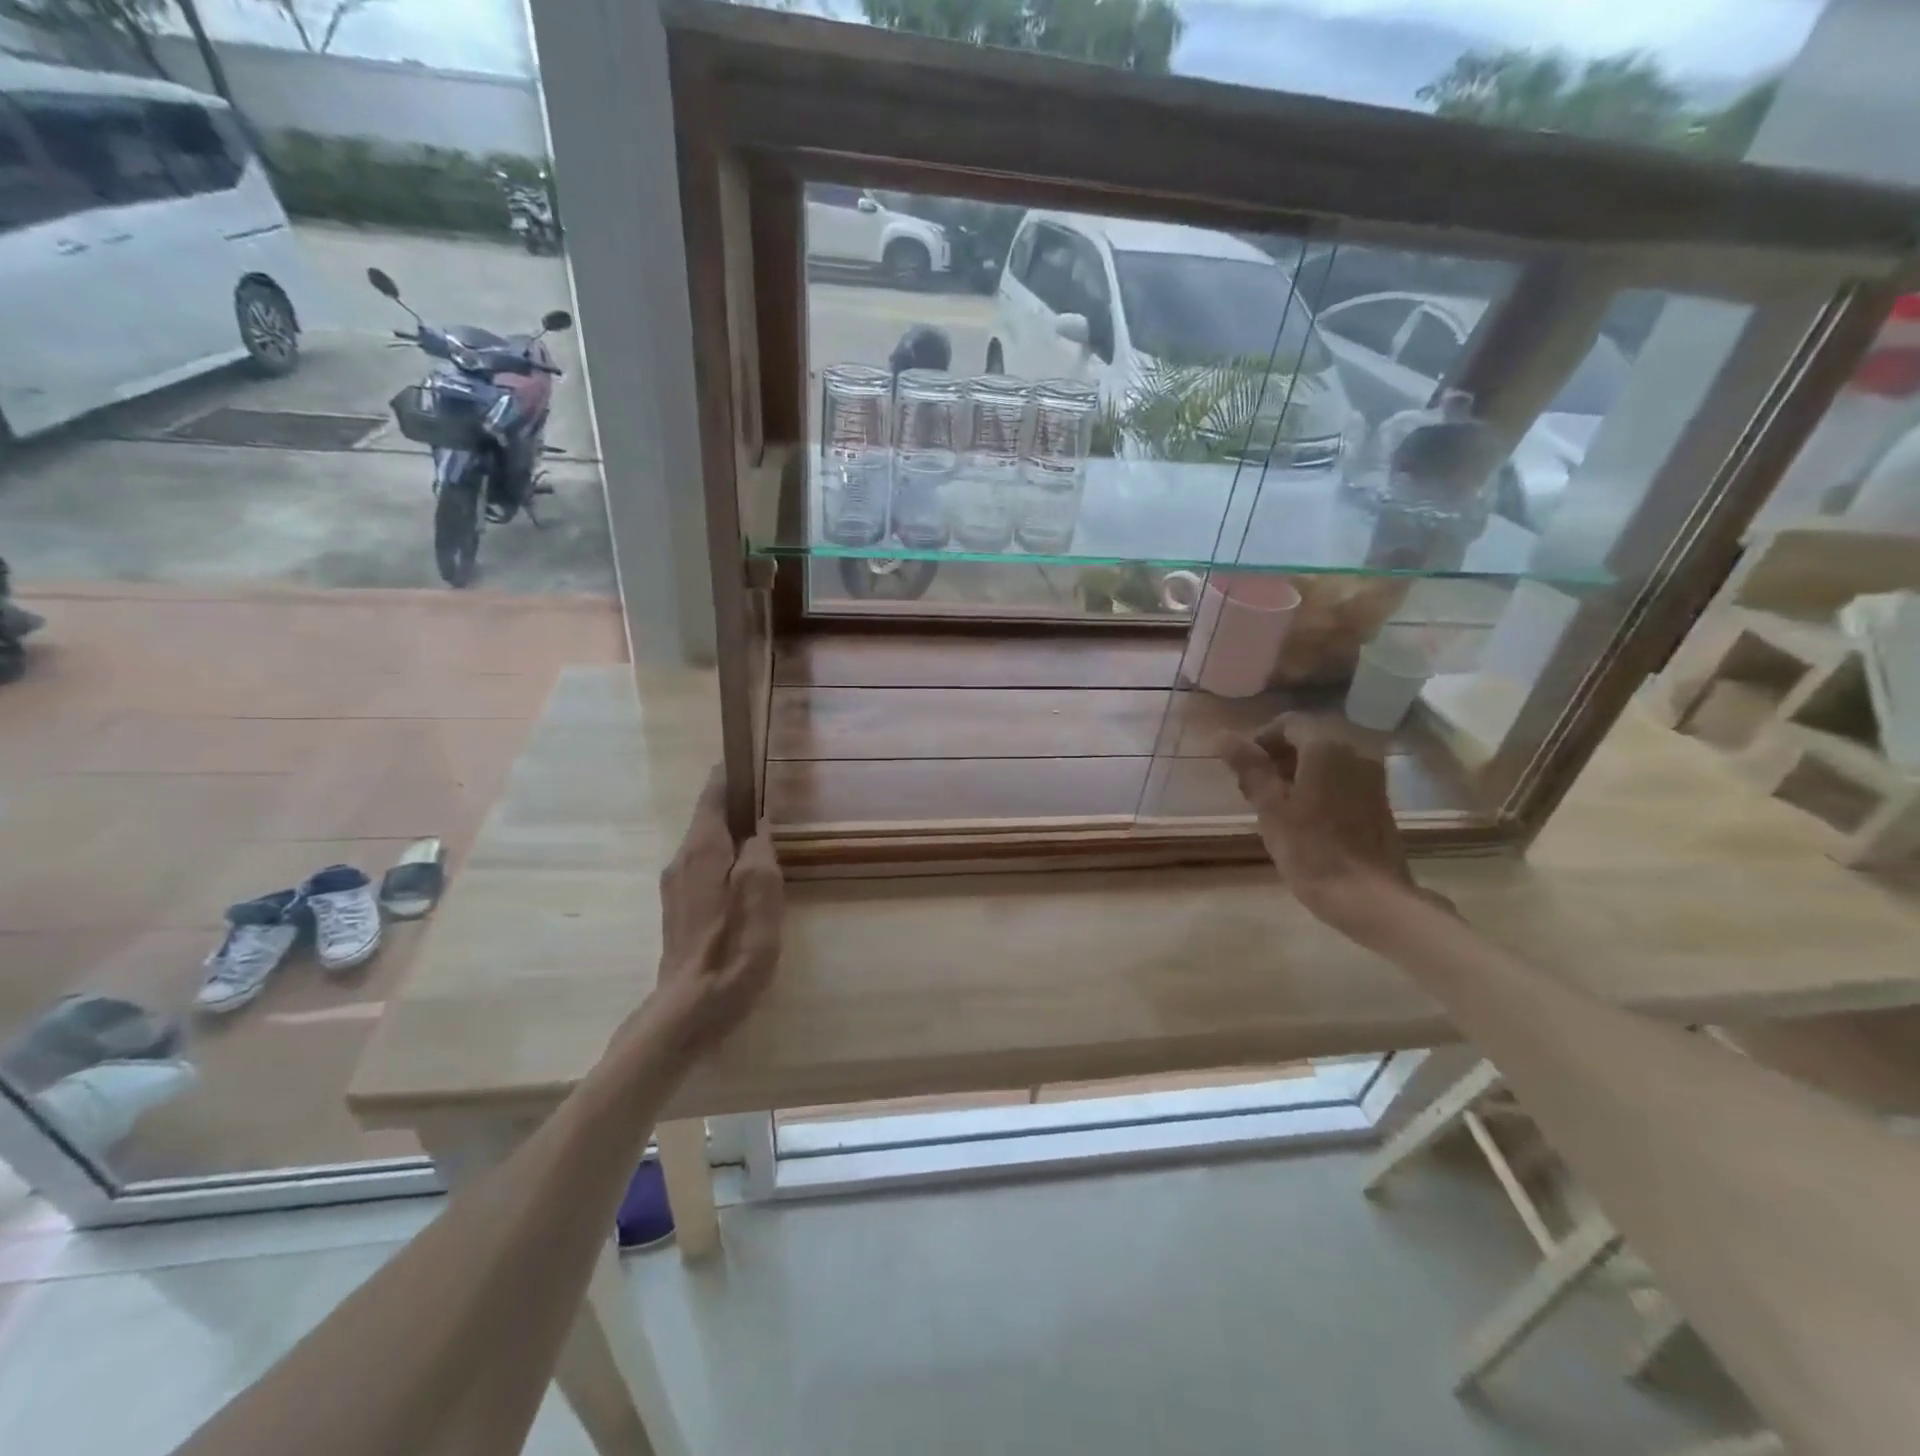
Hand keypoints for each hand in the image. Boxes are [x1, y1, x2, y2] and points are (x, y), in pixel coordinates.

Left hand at [644, 769, 782, 1051]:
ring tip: (765, 836)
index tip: (750, 759)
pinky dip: (726, 860)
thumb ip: (761, 852)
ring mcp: (677, 887)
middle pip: (708, 818)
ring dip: (732, 835)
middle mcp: (682, 860)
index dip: (731, 775)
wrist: (690, 1009)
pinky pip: (705, 869)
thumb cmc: (734, 948)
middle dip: (736, 805)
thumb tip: (758, 827)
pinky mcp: (680, 911)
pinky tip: (748, 877)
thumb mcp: (762, 894)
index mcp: (702, 849)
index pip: (713, 794)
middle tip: (771, 799)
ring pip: (707, 845)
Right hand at [1218, 714, 1445, 935]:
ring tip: (1275, 804)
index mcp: (1326, 748)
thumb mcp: (1270, 808)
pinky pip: (1343, 778)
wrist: (1368, 897)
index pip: (1288, 723)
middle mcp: (1356, 752)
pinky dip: (1320, 785)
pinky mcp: (1379, 800)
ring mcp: (1372, 777)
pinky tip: (1304, 817)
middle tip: (1254, 788)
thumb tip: (1222, 736)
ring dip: (1298, 771)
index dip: (1260, 739)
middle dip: (1278, 756)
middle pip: (1310, 739)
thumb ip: (1249, 767)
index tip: (1241, 768)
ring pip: (1327, 759)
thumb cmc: (1311, 850)